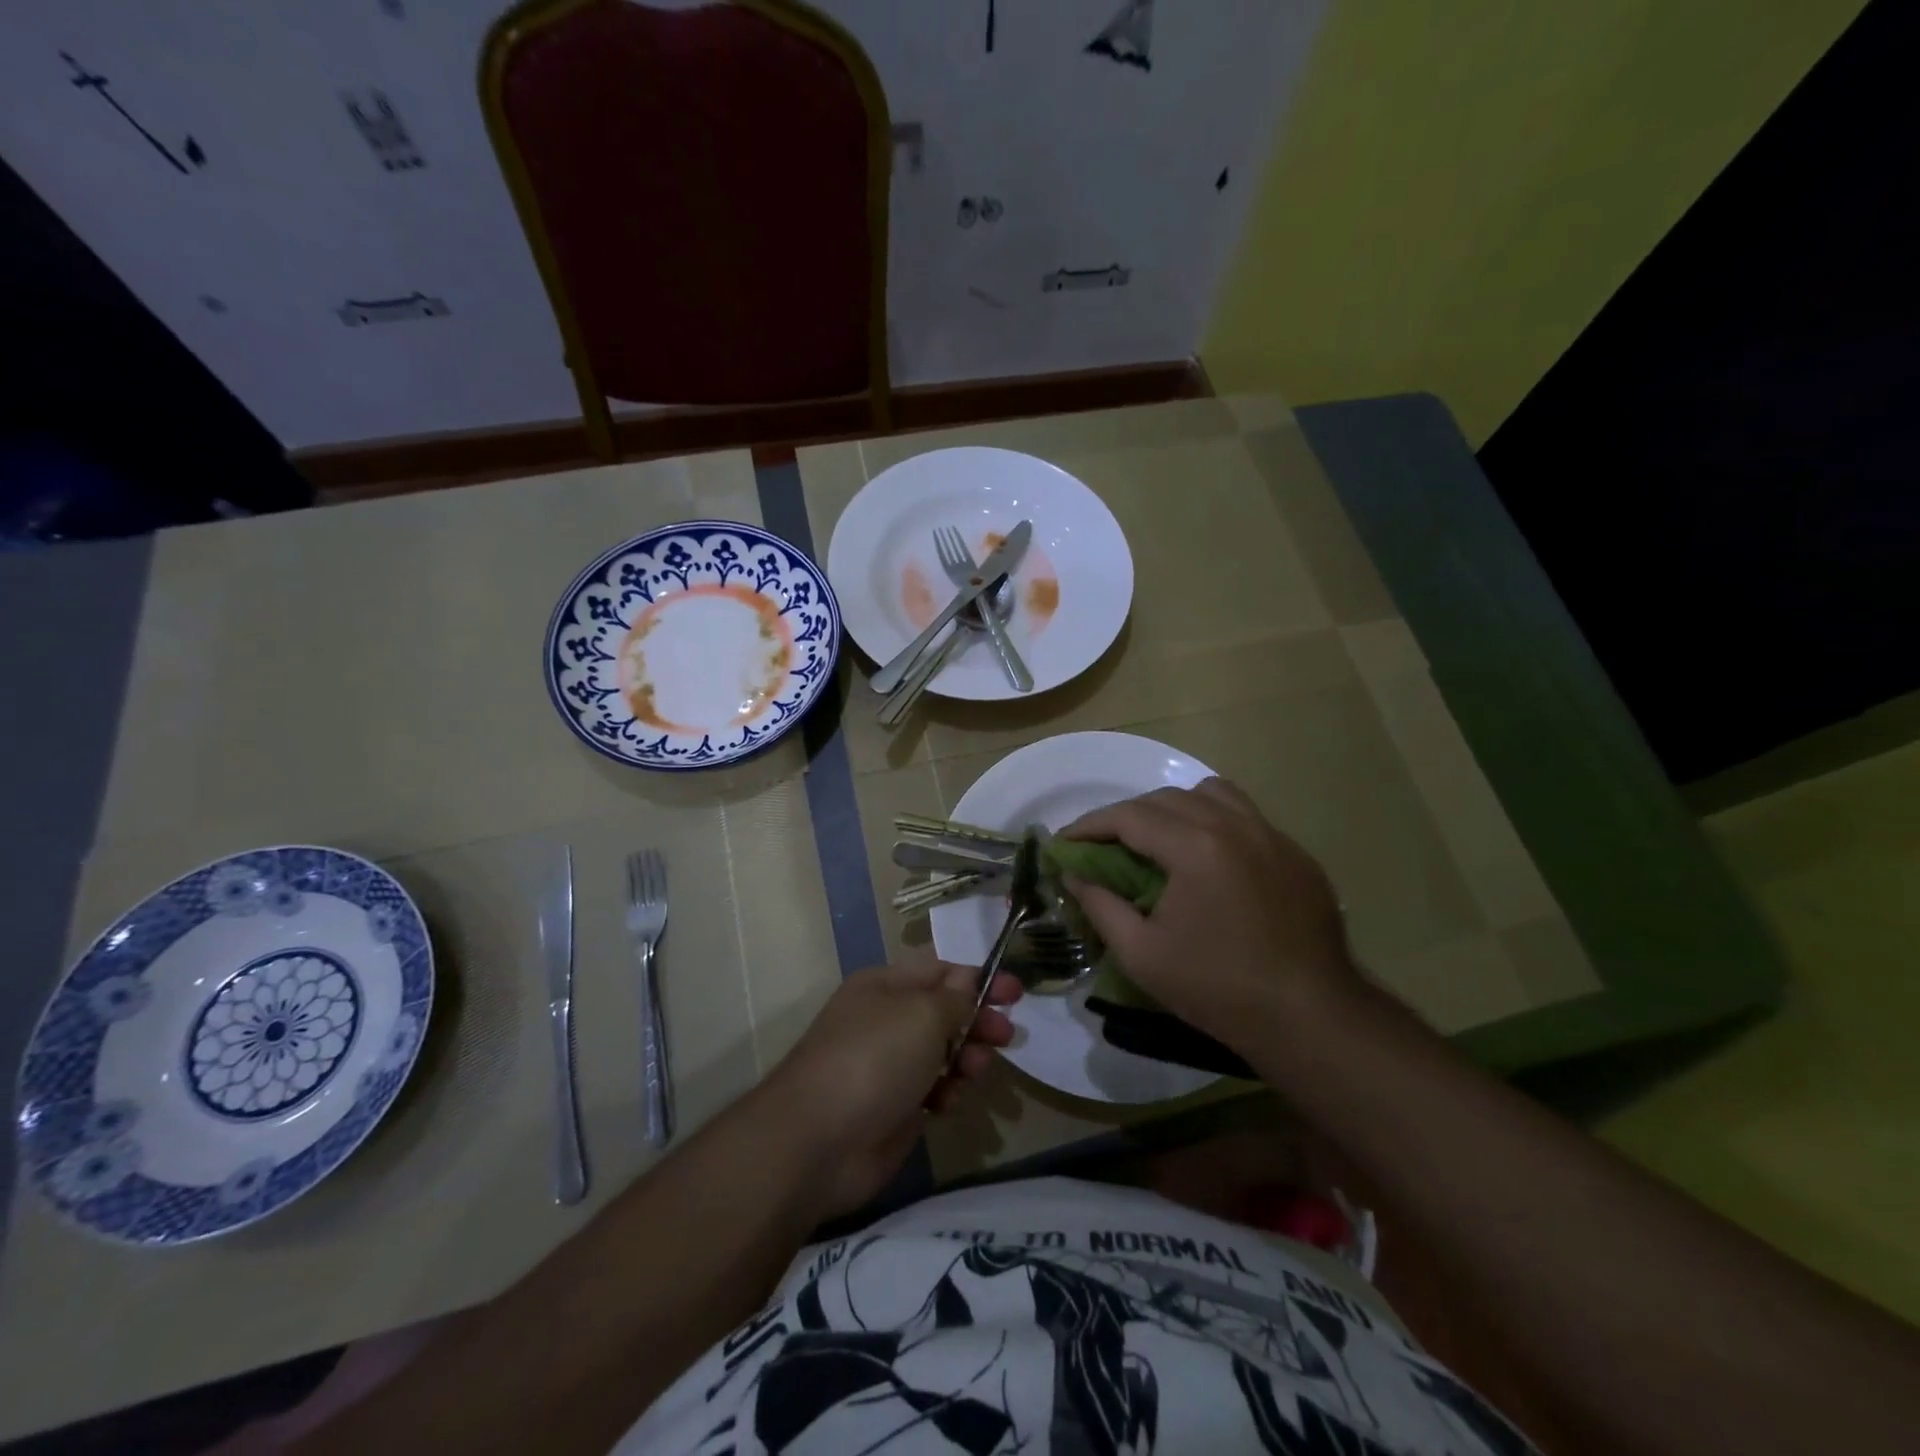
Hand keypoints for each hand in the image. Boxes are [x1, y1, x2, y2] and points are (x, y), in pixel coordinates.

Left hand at [764, 961, 1021, 1220]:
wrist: (818, 1142)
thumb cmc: (873, 1059)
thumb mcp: (921, 1015)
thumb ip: (954, 998)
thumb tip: (967, 980)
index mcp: (886, 986)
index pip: (941, 971)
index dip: (979, 978)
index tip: (1016, 993)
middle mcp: (886, 1020)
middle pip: (945, 1012)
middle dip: (978, 1020)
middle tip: (1006, 1035)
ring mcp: (889, 1066)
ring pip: (943, 1052)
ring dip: (967, 1058)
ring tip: (975, 1070)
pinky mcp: (894, 1108)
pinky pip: (934, 1090)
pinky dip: (948, 1092)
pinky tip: (949, 1102)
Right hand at [1061, 779, 1356, 1050]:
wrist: (1311, 1018)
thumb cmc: (1217, 988)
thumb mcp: (1141, 954)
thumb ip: (1099, 905)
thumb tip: (1073, 874)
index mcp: (1195, 846)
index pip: (1128, 815)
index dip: (1089, 825)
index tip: (1064, 842)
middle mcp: (1234, 825)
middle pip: (1166, 798)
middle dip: (1126, 816)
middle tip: (1103, 847)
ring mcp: (1271, 835)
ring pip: (1210, 794)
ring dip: (1174, 808)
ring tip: (1159, 841)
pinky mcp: (1295, 854)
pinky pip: (1245, 817)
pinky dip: (1214, 822)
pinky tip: (1209, 861)